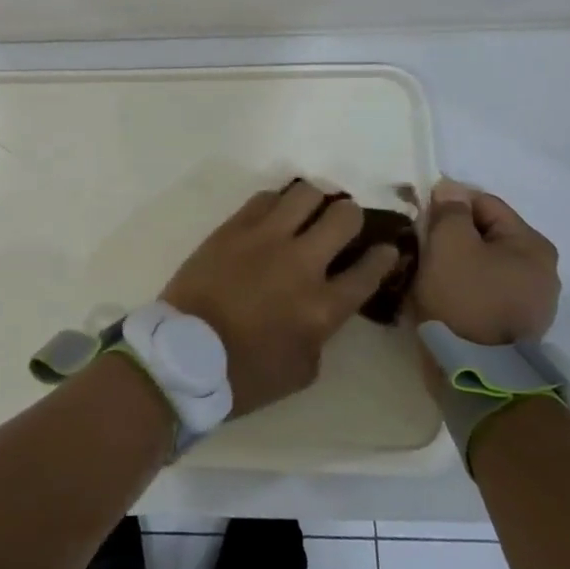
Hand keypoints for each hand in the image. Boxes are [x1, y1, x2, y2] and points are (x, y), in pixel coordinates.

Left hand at [161, 180, 402, 416]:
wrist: (183, 354)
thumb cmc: (245, 374)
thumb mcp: (302, 369)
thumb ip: (323, 332)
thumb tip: (325, 304)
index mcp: (323, 308)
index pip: (370, 269)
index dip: (384, 256)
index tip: (386, 249)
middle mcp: (301, 264)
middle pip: (344, 217)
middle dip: (352, 218)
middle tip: (343, 226)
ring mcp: (265, 239)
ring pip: (306, 194)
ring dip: (316, 202)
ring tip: (309, 212)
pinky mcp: (233, 227)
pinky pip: (266, 197)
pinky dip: (278, 203)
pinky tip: (276, 215)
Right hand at [409, 179, 558, 344]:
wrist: (475, 373)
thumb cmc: (464, 299)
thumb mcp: (449, 245)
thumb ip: (449, 211)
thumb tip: (450, 189)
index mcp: (532, 245)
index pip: (483, 204)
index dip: (447, 205)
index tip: (419, 220)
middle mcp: (542, 269)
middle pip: (485, 234)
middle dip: (451, 236)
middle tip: (420, 248)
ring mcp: (532, 301)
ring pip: (483, 264)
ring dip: (455, 263)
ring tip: (426, 274)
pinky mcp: (516, 326)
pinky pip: (484, 290)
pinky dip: (463, 288)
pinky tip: (441, 296)